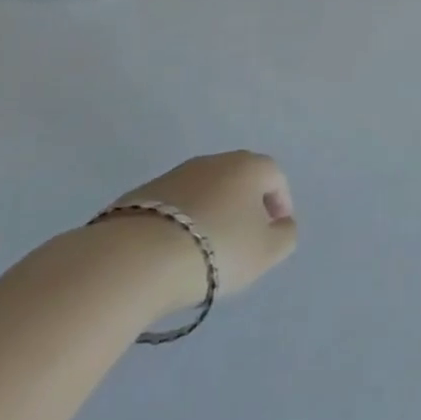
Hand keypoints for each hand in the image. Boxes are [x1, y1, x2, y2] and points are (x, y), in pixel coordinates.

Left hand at [104, 152, 298, 311]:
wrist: (135, 258)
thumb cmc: (216, 249)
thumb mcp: (266, 251)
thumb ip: (285, 235)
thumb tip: (281, 224)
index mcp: (249, 166)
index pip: (276, 178)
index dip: (280, 205)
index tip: (274, 233)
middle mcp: (214, 161)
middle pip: (239, 180)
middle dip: (244, 206)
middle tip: (242, 240)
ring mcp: (174, 174)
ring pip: (204, 191)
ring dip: (210, 213)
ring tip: (203, 250)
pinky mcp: (140, 194)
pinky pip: (172, 207)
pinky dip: (179, 223)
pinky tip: (172, 251)